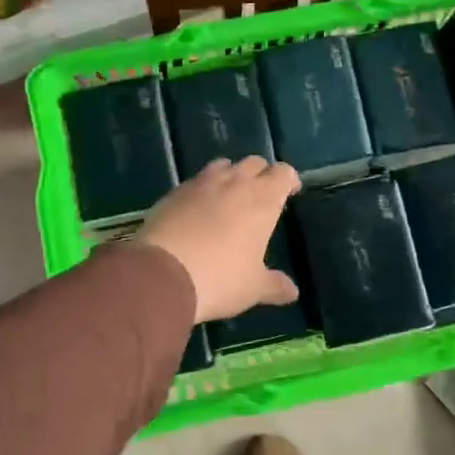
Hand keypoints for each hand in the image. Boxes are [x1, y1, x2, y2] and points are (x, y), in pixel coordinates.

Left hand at [137, 156, 301, 323]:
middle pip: (254, 163)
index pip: (283, 173)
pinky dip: (203, 188)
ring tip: (230, 196)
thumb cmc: (220, 279)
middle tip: (261, 195)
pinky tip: (199, 208)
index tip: (290, 192)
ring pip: (223, 165)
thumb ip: (275, 285)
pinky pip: (196, 180)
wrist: (162, 274)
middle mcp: (234, 183)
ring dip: (231, 175)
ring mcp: (201, 184)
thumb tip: (293, 291)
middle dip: (261, 174)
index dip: (289, 179)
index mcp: (262, 200)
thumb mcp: (252, 288)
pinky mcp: (174, 192)